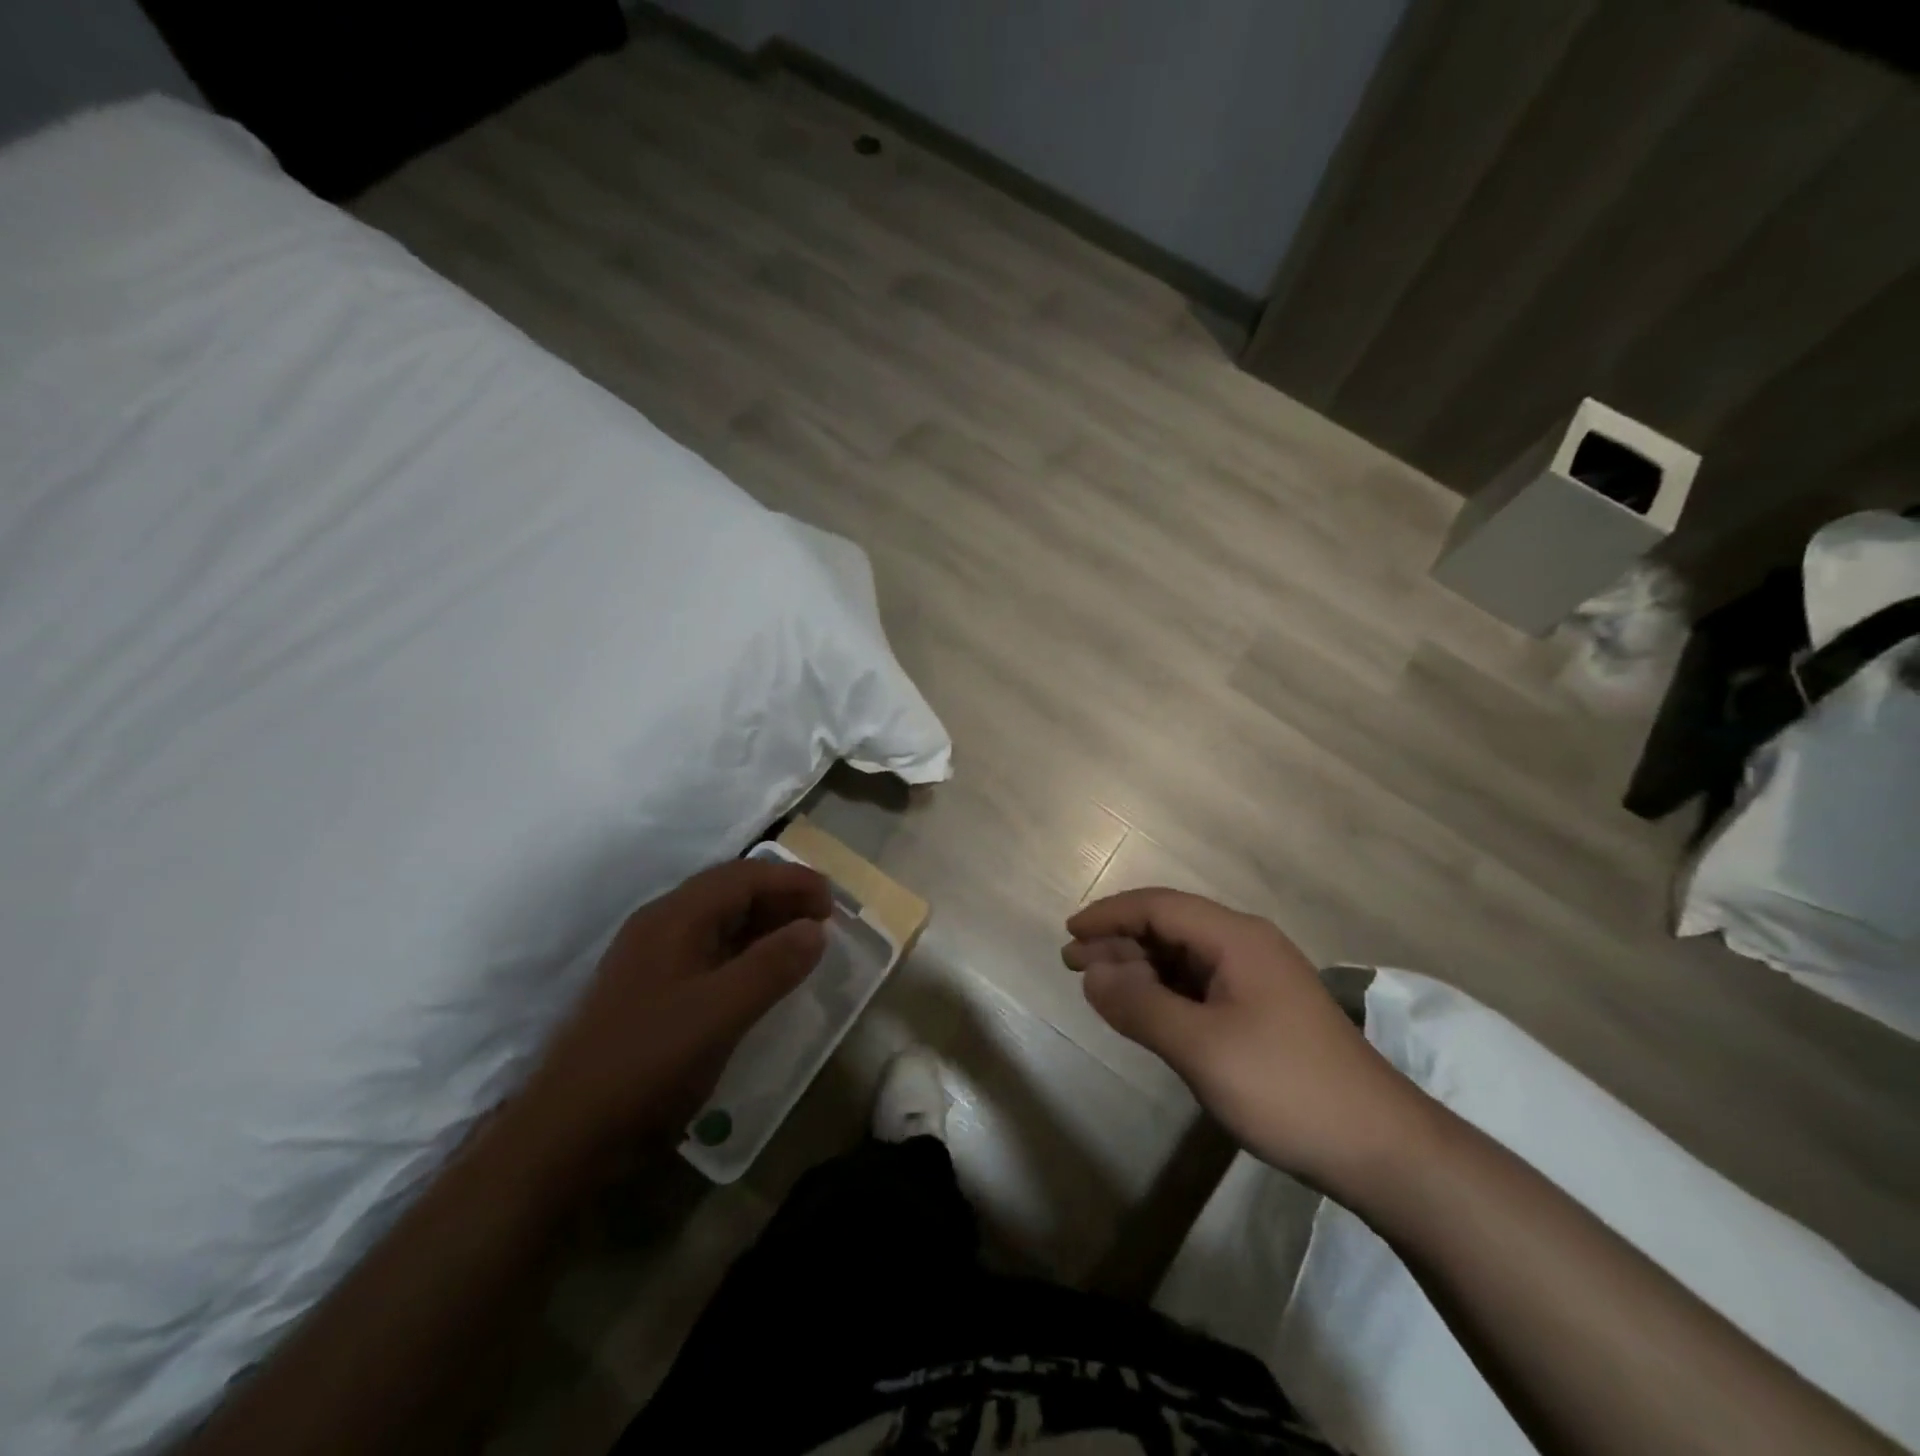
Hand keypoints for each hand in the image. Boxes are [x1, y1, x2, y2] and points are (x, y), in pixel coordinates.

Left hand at [520, 859, 830, 1167]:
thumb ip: (772, 966)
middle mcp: (661, 926)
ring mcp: (652, 959)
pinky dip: (744, 952)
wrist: (567, 1133)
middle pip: (729, 892)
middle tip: (823, 921)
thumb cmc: (648, 1062)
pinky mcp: (651, 990)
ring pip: (718, 922)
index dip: (792, 881)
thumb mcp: (721, 1013)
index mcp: (674, 918)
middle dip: (780, 898)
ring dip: (764, 924)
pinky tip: (761, 976)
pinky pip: (708, 952)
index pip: (742, 877)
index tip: (833, 903)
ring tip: (802, 944)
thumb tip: (815, 929)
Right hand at [1063, 888, 1425, 1194]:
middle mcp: (1247, 946)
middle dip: (1119, 940)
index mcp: (1236, 938)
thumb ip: (1140, 1005)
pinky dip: (1164, 991)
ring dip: (1139, 967)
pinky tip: (1143, 1009)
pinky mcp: (1264, 1012)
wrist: (1382, 1149)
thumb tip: (1092, 974)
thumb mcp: (1201, 1048)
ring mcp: (1258, 979)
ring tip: (1097, 985)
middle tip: (1072, 963)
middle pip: (1170, 927)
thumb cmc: (1286, 1088)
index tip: (1069, 934)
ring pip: (1184, 957)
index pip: (1158, 906)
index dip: (1109, 915)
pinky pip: (1201, 985)